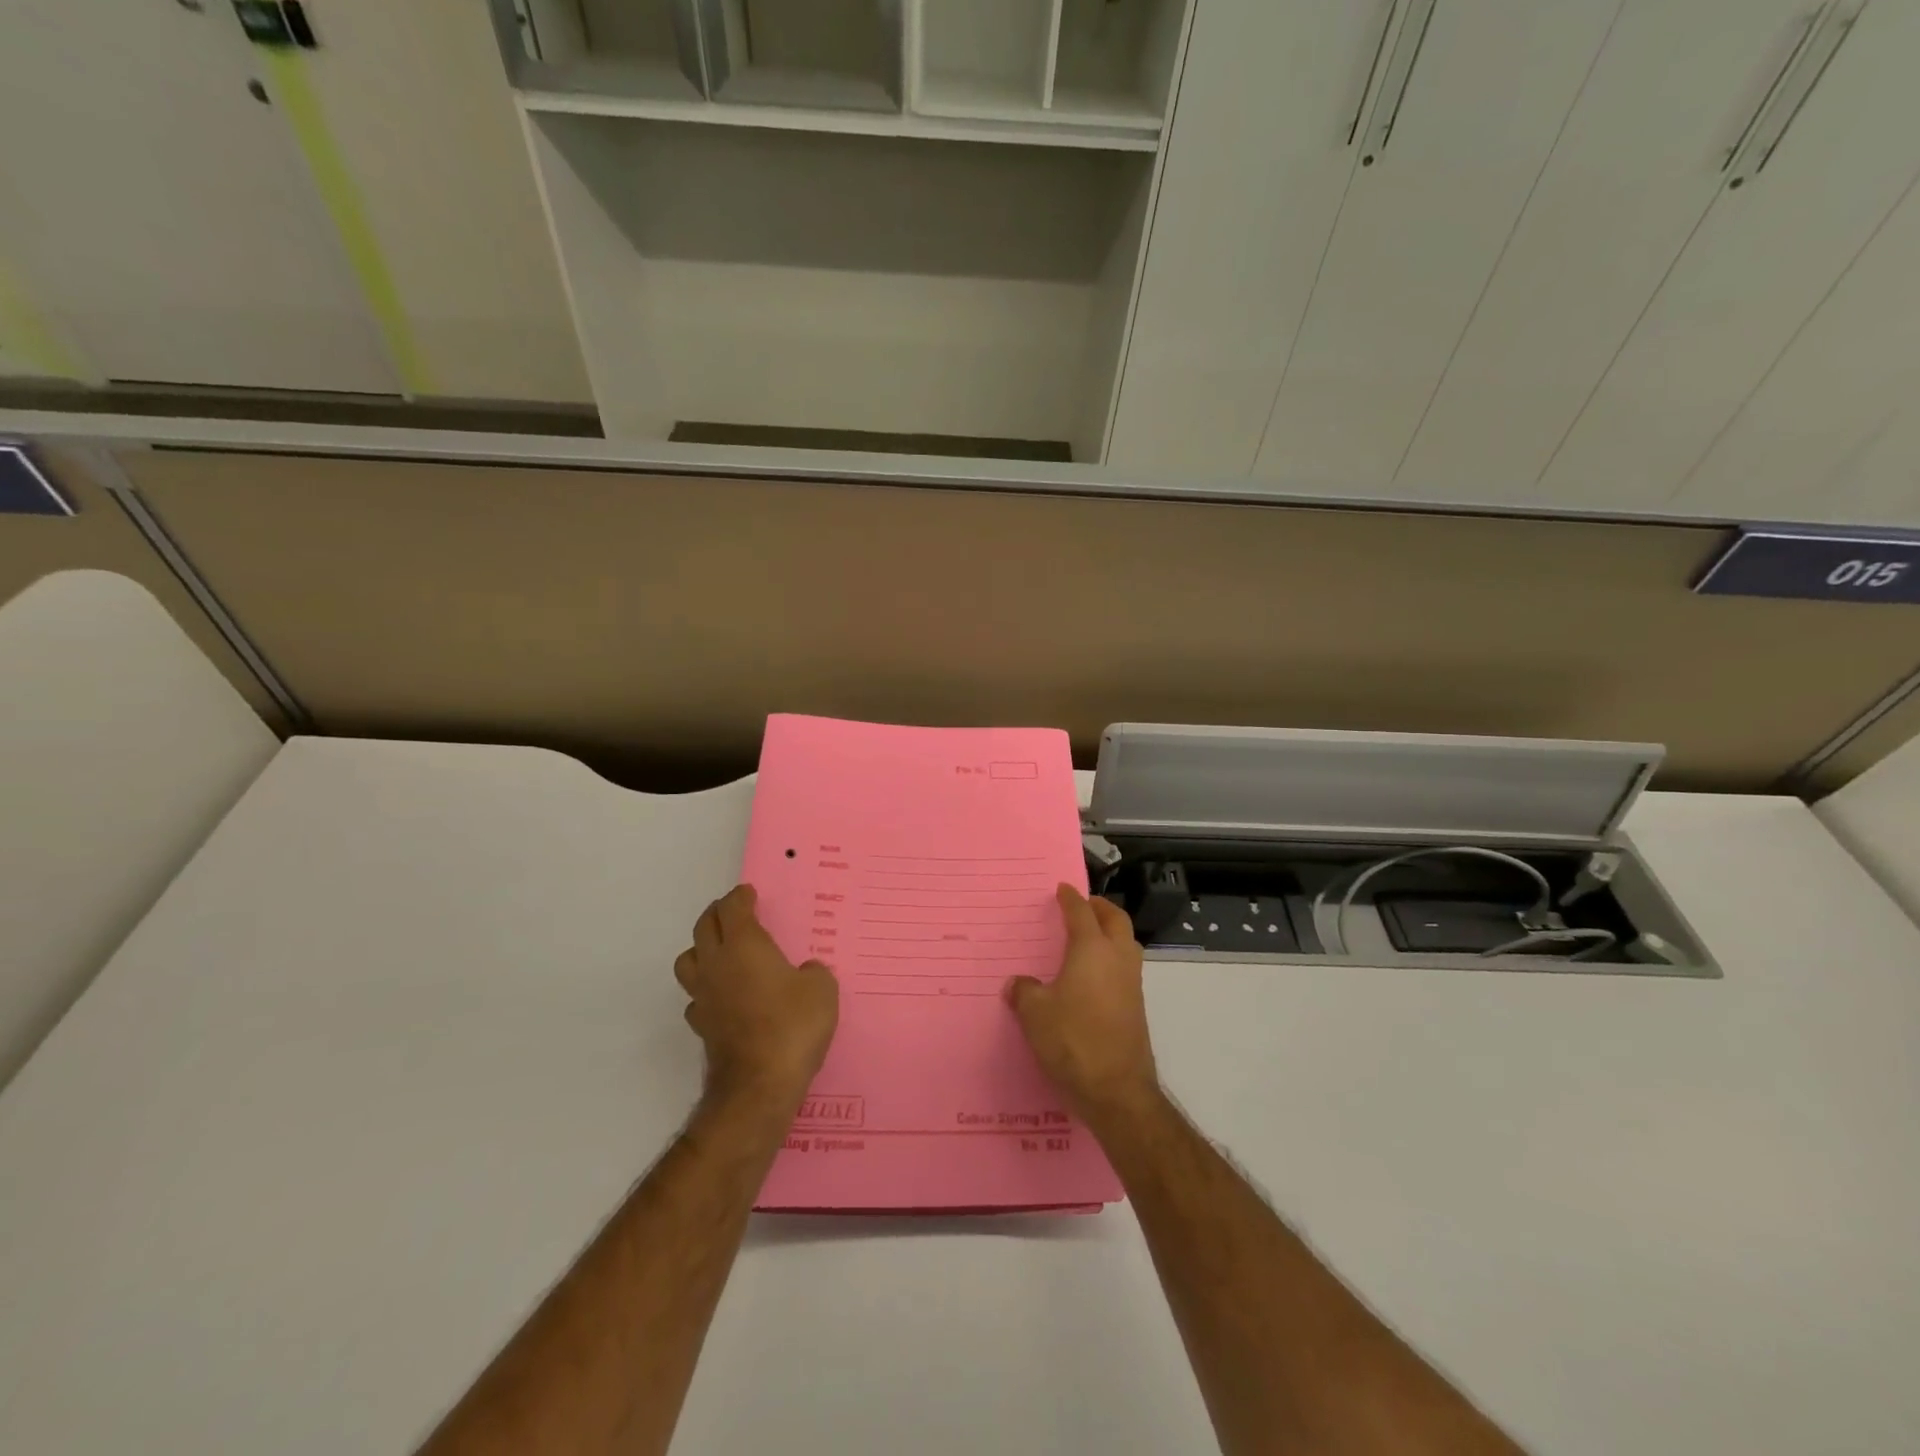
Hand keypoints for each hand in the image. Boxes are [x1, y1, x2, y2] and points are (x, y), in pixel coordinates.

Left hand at [674, 885, 838, 1111]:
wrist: (759, 1086)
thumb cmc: (793, 1026)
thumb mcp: (822, 989)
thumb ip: (813, 972)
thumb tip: (805, 973)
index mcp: (744, 945)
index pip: (732, 908)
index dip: (740, 896)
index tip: (750, 893)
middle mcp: (716, 964)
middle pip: (704, 926)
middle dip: (718, 914)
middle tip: (735, 913)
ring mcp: (703, 996)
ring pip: (688, 959)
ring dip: (702, 949)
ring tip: (722, 952)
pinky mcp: (701, 1026)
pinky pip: (695, 996)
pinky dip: (706, 988)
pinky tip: (724, 996)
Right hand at [1006, 885, 1158, 1122]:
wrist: (1117, 1091)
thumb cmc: (1073, 1041)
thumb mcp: (1035, 1014)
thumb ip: (1025, 992)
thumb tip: (1018, 983)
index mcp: (1092, 950)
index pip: (1082, 913)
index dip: (1071, 899)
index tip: (1062, 889)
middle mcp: (1117, 959)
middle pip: (1116, 920)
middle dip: (1100, 908)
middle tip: (1084, 905)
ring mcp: (1132, 984)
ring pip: (1127, 943)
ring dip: (1112, 932)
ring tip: (1090, 937)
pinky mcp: (1136, 1008)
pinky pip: (1125, 968)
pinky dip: (1112, 958)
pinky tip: (1093, 976)